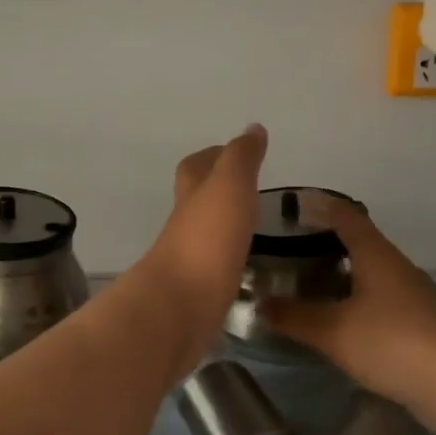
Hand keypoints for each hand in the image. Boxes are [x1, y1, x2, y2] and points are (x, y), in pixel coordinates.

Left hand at [135, 124, 267, 349]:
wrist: (180, 306)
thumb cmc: (207, 238)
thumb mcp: (229, 186)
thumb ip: (241, 158)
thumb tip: (252, 128)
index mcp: (192, 194)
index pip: (197, 166)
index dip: (214, 155)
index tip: (238, 152)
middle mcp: (186, 224)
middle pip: (197, 199)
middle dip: (218, 190)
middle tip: (251, 189)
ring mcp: (190, 259)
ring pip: (207, 233)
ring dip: (225, 225)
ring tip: (256, 224)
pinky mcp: (199, 290)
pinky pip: (216, 266)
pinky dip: (229, 258)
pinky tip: (247, 263)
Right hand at [262, 197, 435, 430]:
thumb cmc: (392, 343)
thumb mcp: (333, 331)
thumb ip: (294, 317)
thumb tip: (260, 305)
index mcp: (377, 256)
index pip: (347, 217)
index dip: (322, 206)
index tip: (298, 201)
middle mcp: (398, 268)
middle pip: (362, 243)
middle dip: (330, 241)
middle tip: (295, 245)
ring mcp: (414, 297)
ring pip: (373, 274)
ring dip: (345, 273)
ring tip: (312, 282)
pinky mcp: (423, 326)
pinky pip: (383, 301)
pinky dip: (358, 301)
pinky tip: (342, 320)